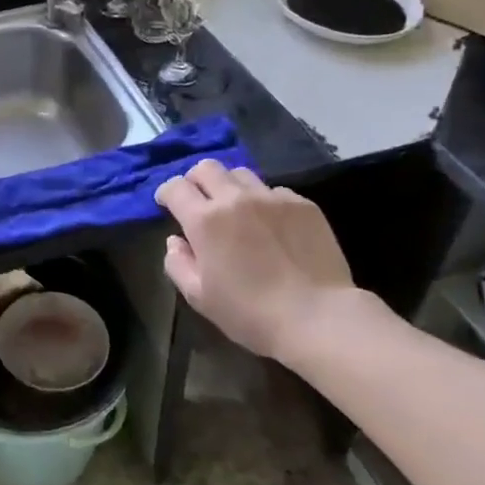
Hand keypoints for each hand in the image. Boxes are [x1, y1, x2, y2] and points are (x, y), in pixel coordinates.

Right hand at [154, 159, 387, 365]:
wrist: (318, 317)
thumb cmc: (251, 313)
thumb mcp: (200, 297)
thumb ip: (178, 264)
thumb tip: (175, 241)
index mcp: (204, 219)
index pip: (175, 187)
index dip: (167, 193)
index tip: (168, 205)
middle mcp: (235, 198)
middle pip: (206, 167)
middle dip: (196, 180)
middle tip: (200, 201)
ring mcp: (272, 198)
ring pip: (241, 174)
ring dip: (230, 186)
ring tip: (237, 209)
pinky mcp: (302, 204)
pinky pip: (275, 190)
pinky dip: (265, 201)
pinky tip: (272, 225)